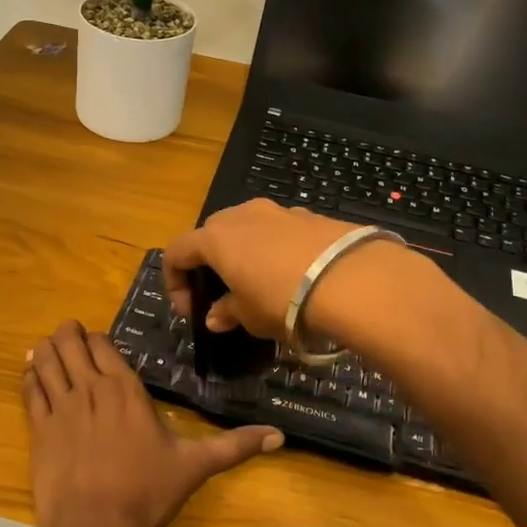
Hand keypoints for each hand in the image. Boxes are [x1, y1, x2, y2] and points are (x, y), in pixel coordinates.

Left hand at [22, 321, 281, 526]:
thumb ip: (235, 446)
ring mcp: (60, 407)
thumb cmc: (147, 493)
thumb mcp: (195, 466)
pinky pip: (29, 390)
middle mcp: (90, 389)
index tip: (95, 341)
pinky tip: (30, 371)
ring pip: (47, 360)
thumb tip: (279, 436)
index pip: (102, 345)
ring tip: (46, 345)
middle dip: (68, 334)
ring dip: (47, 349)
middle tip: (68, 334)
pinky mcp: (38, 429)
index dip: (95, 339)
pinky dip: (29, 375)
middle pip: (70, 345)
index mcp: (124, 390)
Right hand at [163, 200, 354, 336]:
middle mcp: (241, 215)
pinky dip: (274, 249)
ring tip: (259, 283)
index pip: (176, 251)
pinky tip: (292, 274)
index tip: (190, 308)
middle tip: (221, 292)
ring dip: (243, 252)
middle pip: (210, 233)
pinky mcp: (309, 215)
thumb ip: (227, 312)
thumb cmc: (283, 299)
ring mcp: (277, 211)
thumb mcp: (250, 316)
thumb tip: (215, 316)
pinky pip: (278, 230)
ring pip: (247, 227)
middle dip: (209, 261)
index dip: (175, 280)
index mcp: (215, 238)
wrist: (350, 278)